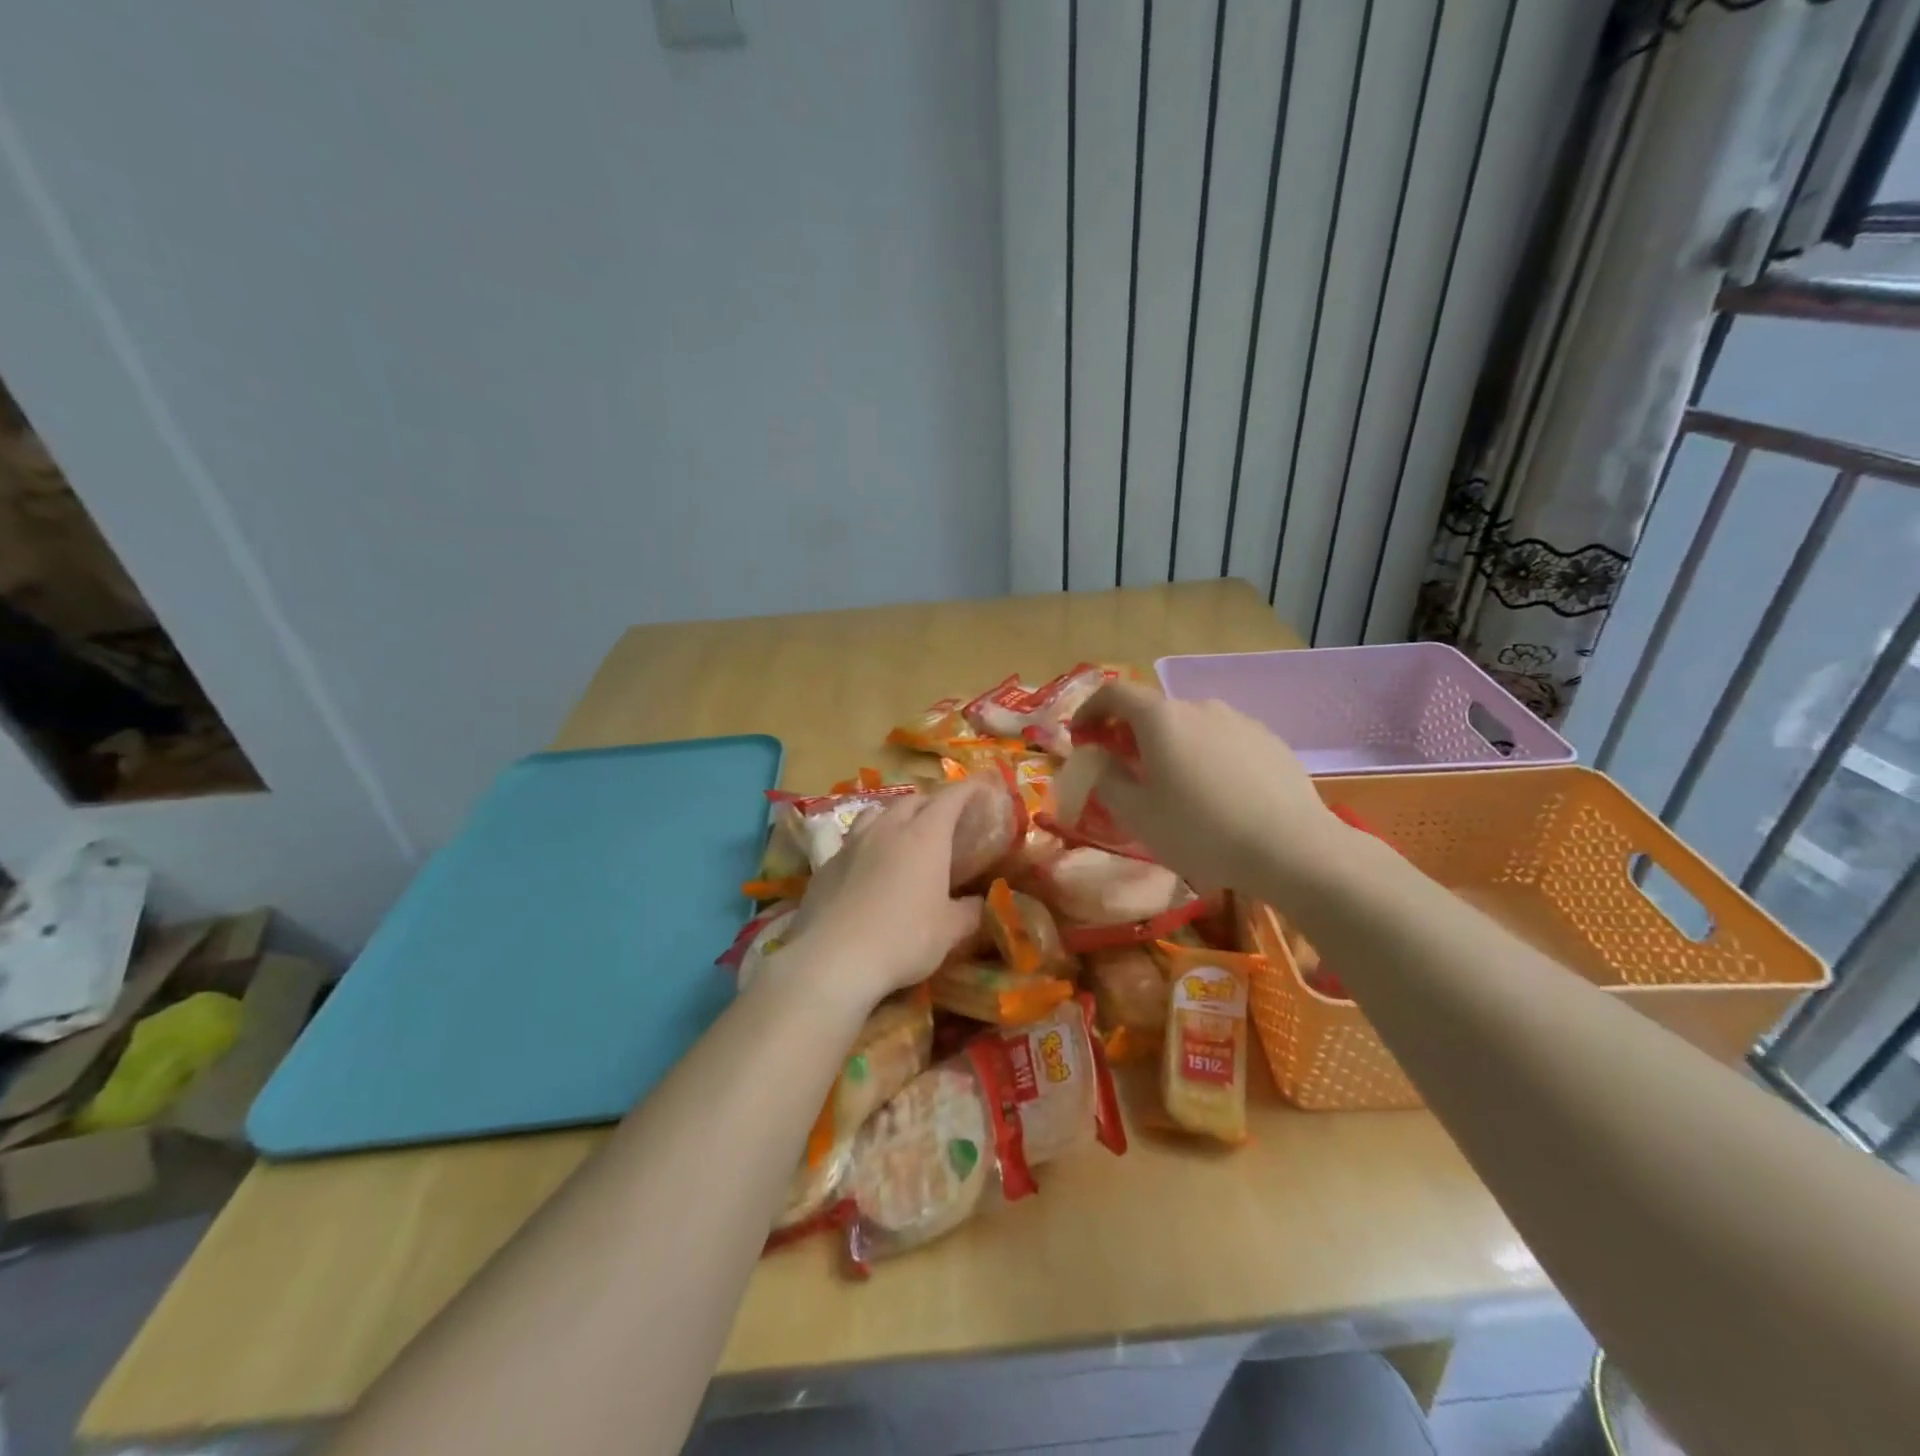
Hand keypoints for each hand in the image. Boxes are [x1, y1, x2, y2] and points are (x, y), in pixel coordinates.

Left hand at [781, 782, 985, 1009]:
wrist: (833, 959)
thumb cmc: (903, 939)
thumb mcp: (949, 932)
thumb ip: (969, 912)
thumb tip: (978, 902)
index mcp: (925, 836)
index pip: (950, 798)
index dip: (968, 789)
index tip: (980, 787)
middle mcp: (888, 828)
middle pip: (912, 800)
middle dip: (932, 803)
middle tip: (945, 819)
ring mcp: (852, 843)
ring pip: (876, 813)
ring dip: (894, 816)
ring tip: (902, 832)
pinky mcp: (827, 864)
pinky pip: (851, 841)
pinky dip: (867, 843)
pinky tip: (867, 865)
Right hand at [1069, 682, 1348, 900]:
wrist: (1292, 848)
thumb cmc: (1201, 831)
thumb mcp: (1137, 814)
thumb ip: (1106, 779)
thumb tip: (1097, 758)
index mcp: (1161, 718)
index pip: (1114, 693)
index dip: (1090, 709)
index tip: (1080, 735)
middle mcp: (1200, 706)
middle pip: (1154, 710)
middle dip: (1130, 733)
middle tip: (1124, 768)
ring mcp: (1240, 720)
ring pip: (1191, 726)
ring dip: (1171, 745)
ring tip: (1174, 786)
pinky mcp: (1269, 740)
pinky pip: (1223, 740)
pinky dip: (1206, 756)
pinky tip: (1217, 794)